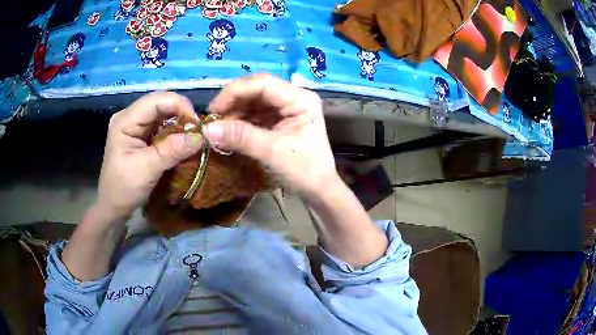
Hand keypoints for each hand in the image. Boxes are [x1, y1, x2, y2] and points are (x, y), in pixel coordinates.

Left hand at [96, 92, 203, 221]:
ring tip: (193, 135)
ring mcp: (135, 126)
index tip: (197, 125)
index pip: (156, 100)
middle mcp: (130, 117)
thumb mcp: (147, 170)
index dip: (179, 106)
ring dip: (179, 122)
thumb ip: (172, 151)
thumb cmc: (123, 189)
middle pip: (160, 103)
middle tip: (198, 130)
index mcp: (125, 120)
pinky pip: (161, 126)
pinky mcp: (140, 135)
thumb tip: (200, 137)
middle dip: (181, 113)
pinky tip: (182, 141)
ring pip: (162, 113)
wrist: (113, 207)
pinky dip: (174, 131)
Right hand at [204, 74, 339, 197]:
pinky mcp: (280, 119)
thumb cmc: (303, 171)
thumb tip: (208, 130)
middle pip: (258, 89)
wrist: (318, 190)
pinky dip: (241, 120)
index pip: (263, 84)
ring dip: (235, 111)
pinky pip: (256, 112)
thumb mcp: (271, 152)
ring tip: (219, 127)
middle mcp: (294, 97)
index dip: (235, 92)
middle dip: (233, 102)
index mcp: (301, 99)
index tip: (213, 110)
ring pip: (254, 100)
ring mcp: (287, 107)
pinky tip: (229, 129)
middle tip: (213, 119)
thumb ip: (240, 137)